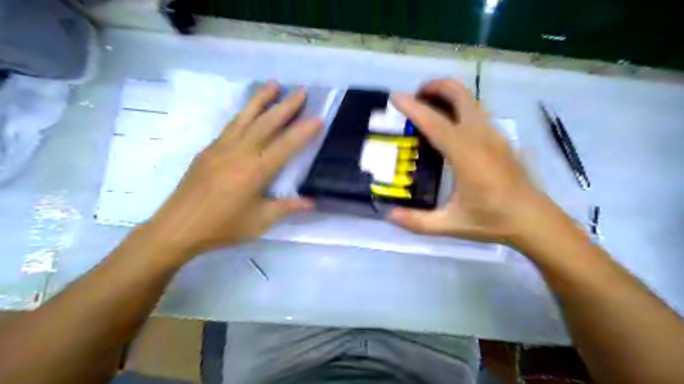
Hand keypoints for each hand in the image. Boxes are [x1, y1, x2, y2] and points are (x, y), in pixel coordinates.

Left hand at [140, 82, 322, 257]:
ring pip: (246, 117)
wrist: (177, 227)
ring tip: (274, 84)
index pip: (286, 145)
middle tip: (301, 91)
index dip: (303, 131)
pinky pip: (230, 125)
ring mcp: (222, 148)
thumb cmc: (223, 227)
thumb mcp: (259, 221)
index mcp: (256, 171)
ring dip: (261, 99)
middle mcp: (240, 153)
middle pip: (267, 123)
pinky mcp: (208, 149)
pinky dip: (243, 113)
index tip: (318, 117)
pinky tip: (248, 110)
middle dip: (286, 106)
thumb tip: (312, 202)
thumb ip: (287, 207)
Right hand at [390, 78, 555, 244]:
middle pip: (460, 94)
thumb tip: (389, 215)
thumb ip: (416, 222)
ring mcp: (494, 135)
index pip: (435, 123)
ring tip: (427, 108)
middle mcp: (481, 137)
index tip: (395, 97)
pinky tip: (448, 127)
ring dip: (447, 95)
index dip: (413, 108)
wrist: (534, 220)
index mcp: (466, 156)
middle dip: (435, 87)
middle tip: (414, 97)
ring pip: (470, 100)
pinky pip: (476, 112)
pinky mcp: (500, 138)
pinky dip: (458, 107)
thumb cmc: (493, 221)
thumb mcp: (450, 225)